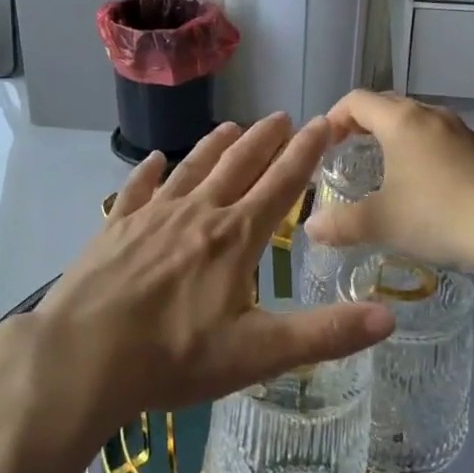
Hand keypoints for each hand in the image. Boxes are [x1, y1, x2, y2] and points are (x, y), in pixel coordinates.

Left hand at [14, 115, 396, 438]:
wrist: (83, 356)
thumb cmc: (174, 357)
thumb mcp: (259, 354)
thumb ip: (325, 335)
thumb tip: (390, 317)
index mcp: (235, 237)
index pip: (281, 184)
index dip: (305, 152)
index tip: (323, 122)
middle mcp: (197, 213)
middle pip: (238, 165)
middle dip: (264, 140)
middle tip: (282, 115)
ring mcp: (152, 216)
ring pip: (191, 169)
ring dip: (215, 146)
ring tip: (232, 126)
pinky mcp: (115, 227)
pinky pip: (136, 189)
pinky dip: (148, 171)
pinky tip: (154, 160)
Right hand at [307, 91, 473, 272]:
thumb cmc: (436, 216)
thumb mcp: (380, 222)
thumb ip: (340, 224)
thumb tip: (311, 229)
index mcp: (401, 121)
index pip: (357, 101)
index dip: (334, 117)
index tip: (324, 144)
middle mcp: (431, 115)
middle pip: (388, 105)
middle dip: (363, 124)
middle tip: (348, 152)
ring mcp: (462, 131)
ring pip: (417, 120)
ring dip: (395, 136)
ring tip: (385, 167)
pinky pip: (441, 138)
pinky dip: (422, 150)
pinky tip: (424, 185)